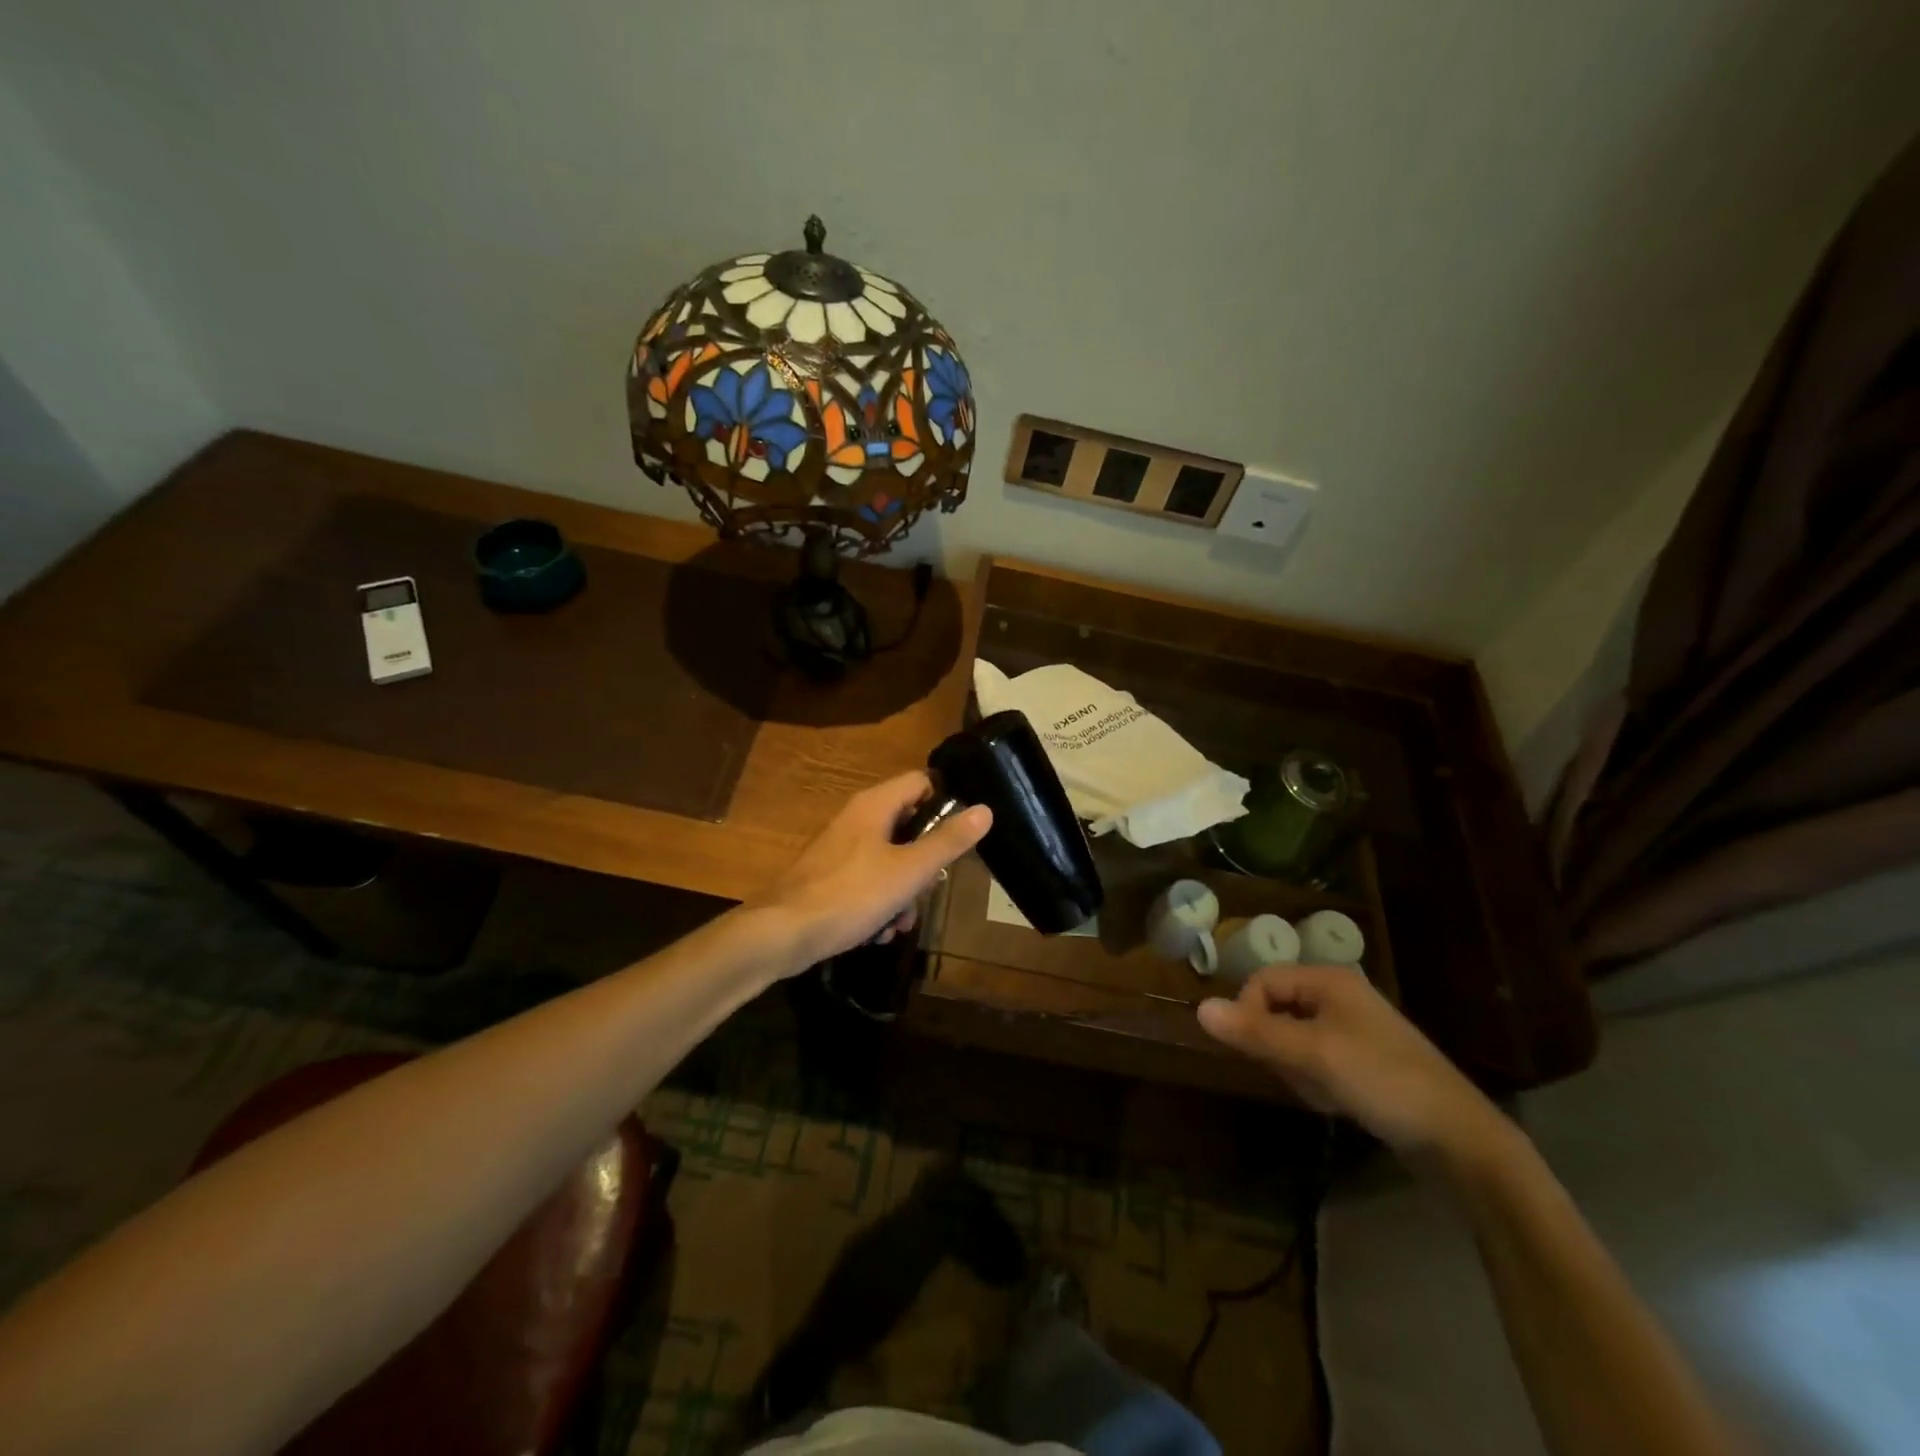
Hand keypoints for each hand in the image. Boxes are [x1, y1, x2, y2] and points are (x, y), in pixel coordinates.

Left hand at [753, 772, 991, 969]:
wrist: (783, 933)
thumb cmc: (852, 894)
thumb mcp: (909, 871)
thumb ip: (948, 841)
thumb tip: (985, 810)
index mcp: (875, 805)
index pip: (921, 782)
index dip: (945, 804)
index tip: (960, 836)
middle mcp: (857, 818)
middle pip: (908, 826)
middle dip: (924, 863)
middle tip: (929, 888)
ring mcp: (841, 848)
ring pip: (890, 860)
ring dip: (903, 892)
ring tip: (900, 923)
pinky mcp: (830, 876)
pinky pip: (867, 881)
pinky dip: (879, 903)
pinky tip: (879, 933)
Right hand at [1197, 965, 1507, 1163]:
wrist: (1459, 1139)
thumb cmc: (1382, 1081)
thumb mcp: (1312, 1054)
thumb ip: (1255, 1031)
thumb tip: (1199, 1008)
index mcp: (1329, 980)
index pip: (1263, 981)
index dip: (1248, 1012)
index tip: (1254, 1050)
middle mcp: (1341, 995)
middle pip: (1277, 1008)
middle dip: (1277, 1045)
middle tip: (1297, 1074)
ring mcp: (1355, 1029)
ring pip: (1295, 1038)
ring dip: (1296, 1067)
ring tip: (1321, 1092)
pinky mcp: (1365, 1061)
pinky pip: (1318, 1060)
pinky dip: (1316, 1080)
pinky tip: (1336, 1102)